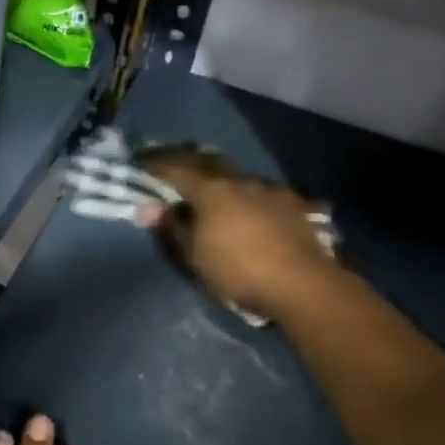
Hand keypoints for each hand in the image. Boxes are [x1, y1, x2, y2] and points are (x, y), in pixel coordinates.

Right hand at [137, 147, 341, 319]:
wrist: (304, 284)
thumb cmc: (238, 270)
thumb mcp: (194, 255)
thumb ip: (172, 227)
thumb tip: (149, 208)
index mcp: (209, 189)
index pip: (174, 167)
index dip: (154, 164)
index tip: (140, 161)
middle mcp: (238, 180)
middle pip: (207, 161)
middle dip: (187, 160)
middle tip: (174, 164)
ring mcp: (269, 189)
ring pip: (237, 174)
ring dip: (221, 176)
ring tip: (213, 185)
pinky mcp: (293, 204)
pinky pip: (263, 191)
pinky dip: (249, 194)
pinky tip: (251, 204)